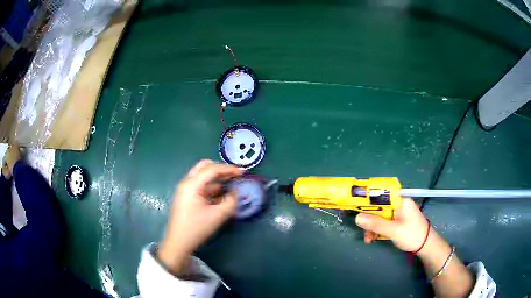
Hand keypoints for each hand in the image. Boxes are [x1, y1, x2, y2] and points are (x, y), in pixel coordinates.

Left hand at [158, 160, 243, 273]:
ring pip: (202, 176)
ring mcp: (185, 189)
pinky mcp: (187, 196)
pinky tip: (222, 193)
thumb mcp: (218, 216)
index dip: (229, 169)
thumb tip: (236, 192)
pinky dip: (212, 186)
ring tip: (232, 183)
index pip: (212, 169)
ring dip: (217, 177)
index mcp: (192, 185)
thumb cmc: (197, 228)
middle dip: (221, 169)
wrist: (179, 243)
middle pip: (204, 167)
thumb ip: (231, 201)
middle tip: (235, 175)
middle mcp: (187, 183)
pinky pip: (201, 185)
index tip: (243, 172)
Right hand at [354, 197, 428, 251]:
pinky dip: (375, 230)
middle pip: (377, 205)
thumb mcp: (394, 230)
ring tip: (368, 238)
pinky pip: (381, 222)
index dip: (365, 195)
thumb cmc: (413, 234)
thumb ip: (377, 224)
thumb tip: (357, 218)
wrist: (425, 245)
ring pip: (377, 215)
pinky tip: (372, 239)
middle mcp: (396, 203)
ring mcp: (395, 212)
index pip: (380, 192)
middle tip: (359, 226)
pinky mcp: (394, 220)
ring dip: (371, 226)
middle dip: (367, 217)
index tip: (352, 201)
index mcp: (399, 199)